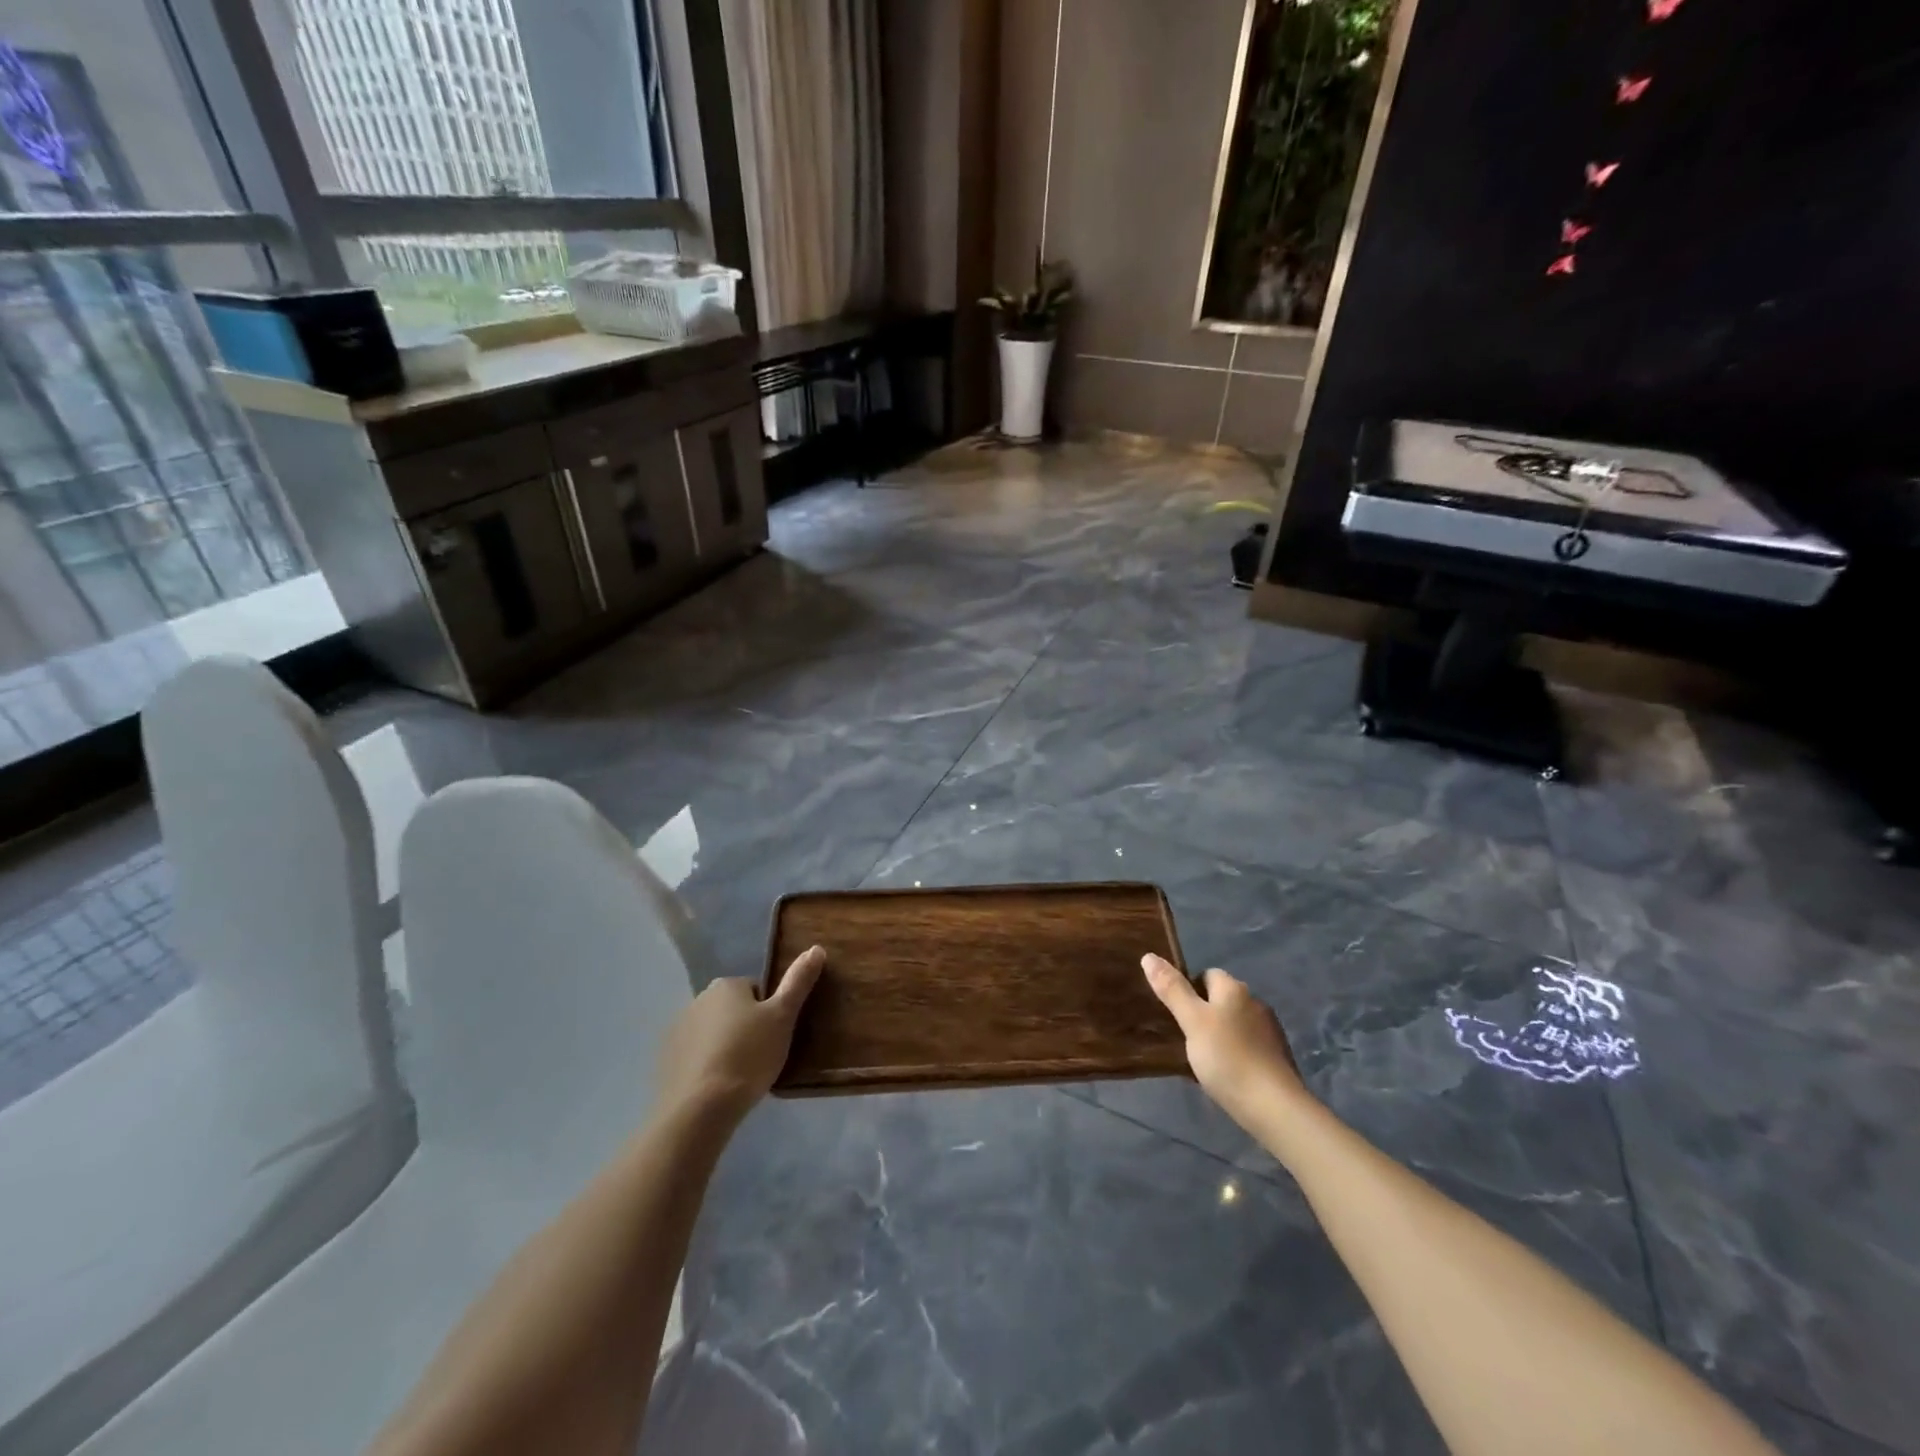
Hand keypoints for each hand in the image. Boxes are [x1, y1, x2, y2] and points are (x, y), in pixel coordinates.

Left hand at [657, 946, 825, 1123]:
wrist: (700, 1108)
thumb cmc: (748, 1056)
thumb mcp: (783, 1017)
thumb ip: (798, 982)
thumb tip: (816, 948)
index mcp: (726, 985)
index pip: (756, 991)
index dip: (769, 1014)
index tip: (775, 1037)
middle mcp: (698, 999)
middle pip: (733, 1010)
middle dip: (746, 1028)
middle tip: (761, 1056)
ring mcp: (678, 1030)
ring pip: (713, 1033)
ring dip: (725, 1046)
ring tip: (740, 1075)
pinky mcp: (666, 1060)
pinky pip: (695, 1055)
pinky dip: (706, 1065)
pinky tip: (717, 1087)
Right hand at [1142, 954, 1311, 1132]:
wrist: (1274, 1107)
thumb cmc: (1227, 1058)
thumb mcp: (1192, 1022)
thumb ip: (1172, 989)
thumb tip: (1149, 956)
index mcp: (1234, 989)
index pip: (1207, 974)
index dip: (1189, 989)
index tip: (1176, 1014)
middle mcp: (1255, 1002)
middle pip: (1221, 999)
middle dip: (1204, 1013)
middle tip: (1185, 1037)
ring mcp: (1270, 1030)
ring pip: (1235, 1023)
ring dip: (1220, 1034)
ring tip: (1203, 1059)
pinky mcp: (1277, 1057)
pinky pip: (1247, 1045)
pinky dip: (1235, 1053)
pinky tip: (1226, 1073)